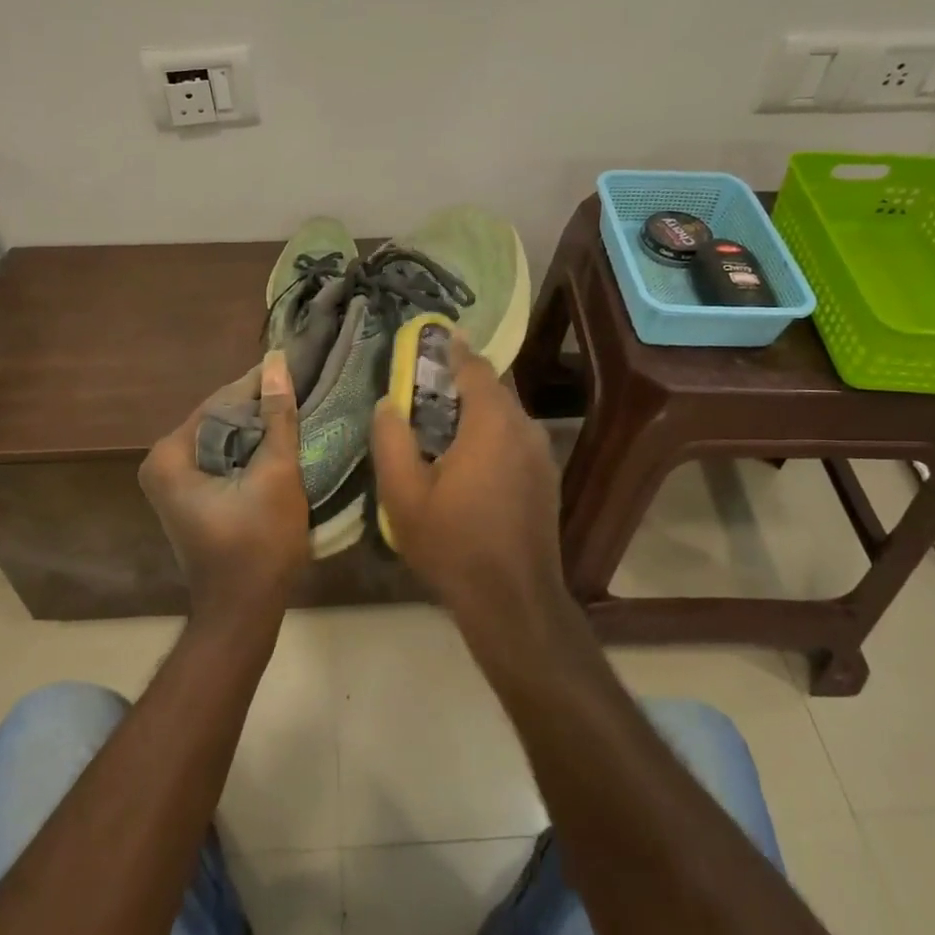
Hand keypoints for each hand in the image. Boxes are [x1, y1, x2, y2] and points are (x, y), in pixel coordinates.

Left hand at [140, 350, 310, 630]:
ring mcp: (174, 482)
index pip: (220, 402)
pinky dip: (250, 450)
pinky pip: (223, 459)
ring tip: (299, 408)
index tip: (294, 364)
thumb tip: (277, 363)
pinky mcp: (191, 497)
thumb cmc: (259, 545)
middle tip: (302, 387)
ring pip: (224, 439)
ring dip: (258, 428)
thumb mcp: (276, 474)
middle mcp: (162, 464)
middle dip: (259, 406)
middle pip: (219, 419)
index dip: (259, 384)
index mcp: (170, 456)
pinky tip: (281, 441)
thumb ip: (277, 417)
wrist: (243, 612)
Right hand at [370, 335, 565, 619]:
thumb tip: (388, 404)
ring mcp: (541, 455)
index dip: (454, 349)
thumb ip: (391, 441)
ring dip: (479, 409)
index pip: (475, 368)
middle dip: (463, 380)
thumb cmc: (453, 543)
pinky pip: (516, 439)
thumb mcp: (403, 495)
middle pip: (494, 389)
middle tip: (428, 381)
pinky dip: (493, 433)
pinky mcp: (546, 479)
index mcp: (491, 423)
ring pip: (507, 415)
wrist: (513, 600)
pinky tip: (470, 456)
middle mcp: (524, 429)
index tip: (438, 334)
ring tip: (444, 419)